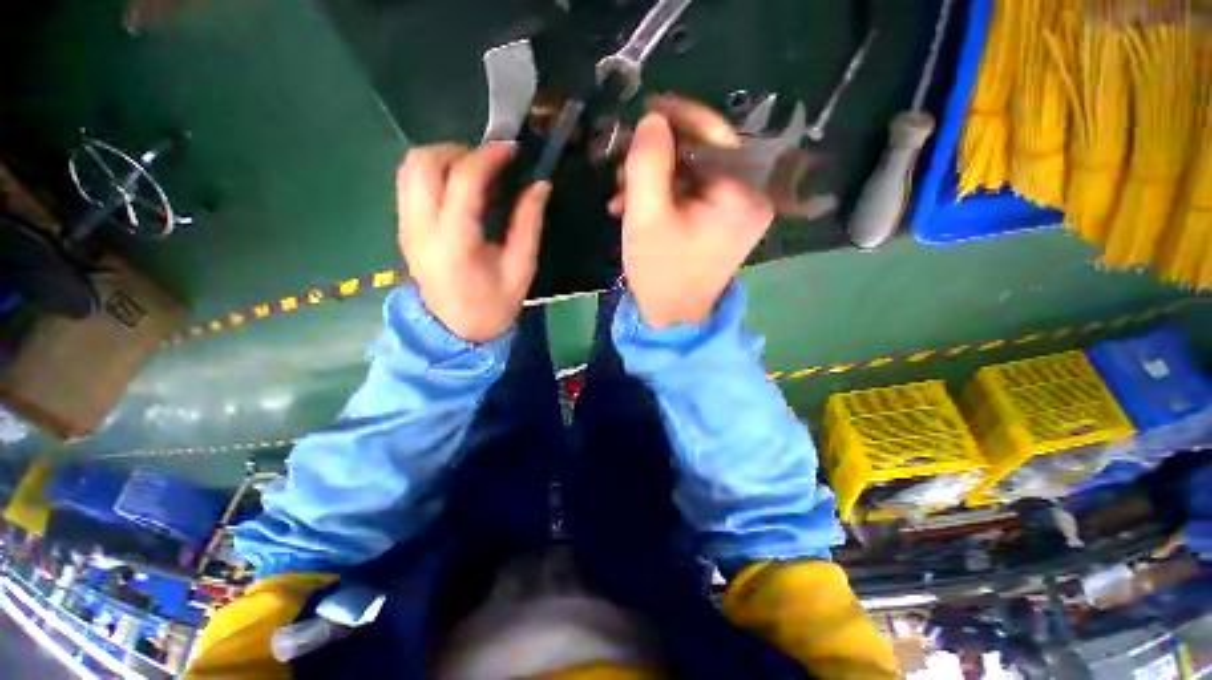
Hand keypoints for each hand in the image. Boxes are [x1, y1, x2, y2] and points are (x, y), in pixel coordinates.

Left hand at [396, 143, 550, 342]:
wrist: (455, 331)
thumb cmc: (493, 306)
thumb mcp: (521, 270)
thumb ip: (528, 225)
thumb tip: (539, 185)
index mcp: (455, 243)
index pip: (463, 180)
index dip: (488, 156)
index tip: (512, 149)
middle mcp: (421, 228)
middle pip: (424, 162)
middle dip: (459, 150)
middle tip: (490, 163)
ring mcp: (406, 226)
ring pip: (410, 167)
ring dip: (443, 157)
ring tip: (475, 172)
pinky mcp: (404, 228)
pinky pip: (410, 182)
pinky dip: (434, 172)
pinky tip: (458, 188)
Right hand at [610, 97, 773, 328]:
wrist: (673, 318)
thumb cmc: (662, 272)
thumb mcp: (646, 216)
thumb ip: (648, 162)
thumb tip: (652, 121)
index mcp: (743, 193)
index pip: (715, 134)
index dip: (679, 117)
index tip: (645, 109)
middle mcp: (751, 196)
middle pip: (702, 154)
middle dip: (657, 159)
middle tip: (621, 168)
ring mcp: (737, 211)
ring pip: (692, 174)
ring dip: (653, 180)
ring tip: (620, 197)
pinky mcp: (722, 223)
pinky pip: (692, 195)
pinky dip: (663, 196)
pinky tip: (633, 208)